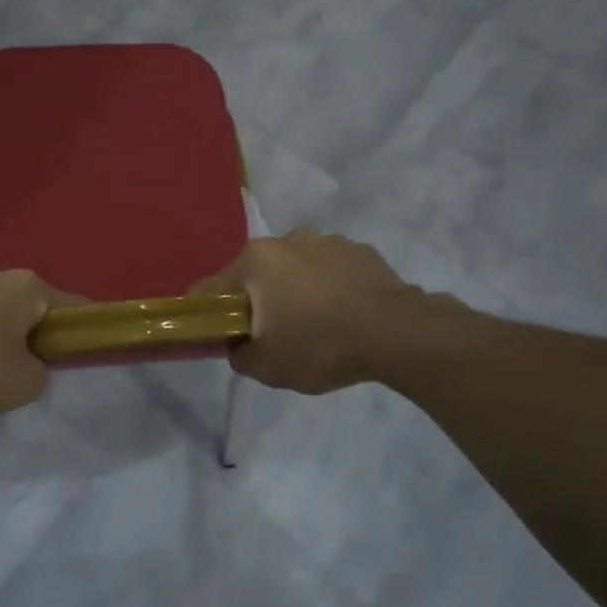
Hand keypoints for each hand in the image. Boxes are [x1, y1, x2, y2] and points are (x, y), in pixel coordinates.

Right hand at [193, 230, 423, 394]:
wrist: (398, 334)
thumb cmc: (320, 345)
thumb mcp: (267, 366)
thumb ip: (239, 355)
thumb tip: (239, 345)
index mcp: (256, 260)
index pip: (211, 288)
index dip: (208, 314)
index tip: (220, 335)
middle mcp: (287, 239)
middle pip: (257, 274)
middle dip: (259, 300)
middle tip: (273, 335)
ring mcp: (328, 241)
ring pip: (296, 269)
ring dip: (297, 291)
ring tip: (318, 325)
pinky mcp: (362, 251)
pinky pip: (332, 271)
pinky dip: (331, 288)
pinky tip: (346, 316)